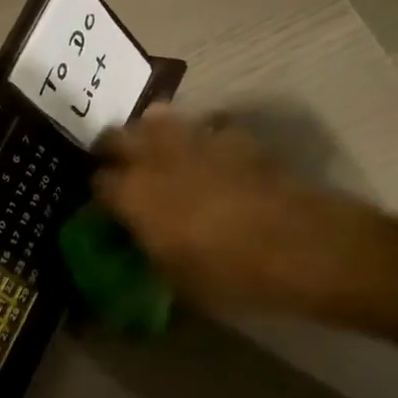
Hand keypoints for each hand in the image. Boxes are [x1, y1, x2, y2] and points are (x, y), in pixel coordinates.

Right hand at [92, 107, 366, 316]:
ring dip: (151, 134)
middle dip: (113, 150)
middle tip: (122, 170)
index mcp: (133, 193)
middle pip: (116, 136)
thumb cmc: (230, 272)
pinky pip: (203, 126)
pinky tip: (210, 157)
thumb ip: (149, 250)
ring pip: (156, 118)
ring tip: (160, 155)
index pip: (97, 182)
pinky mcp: (232, 134)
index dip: (99, 194)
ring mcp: (194, 138)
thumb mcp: (176, 279)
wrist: (300, 244)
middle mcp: (155, 156)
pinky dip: (198, 137)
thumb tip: (141, 241)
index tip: (107, 207)